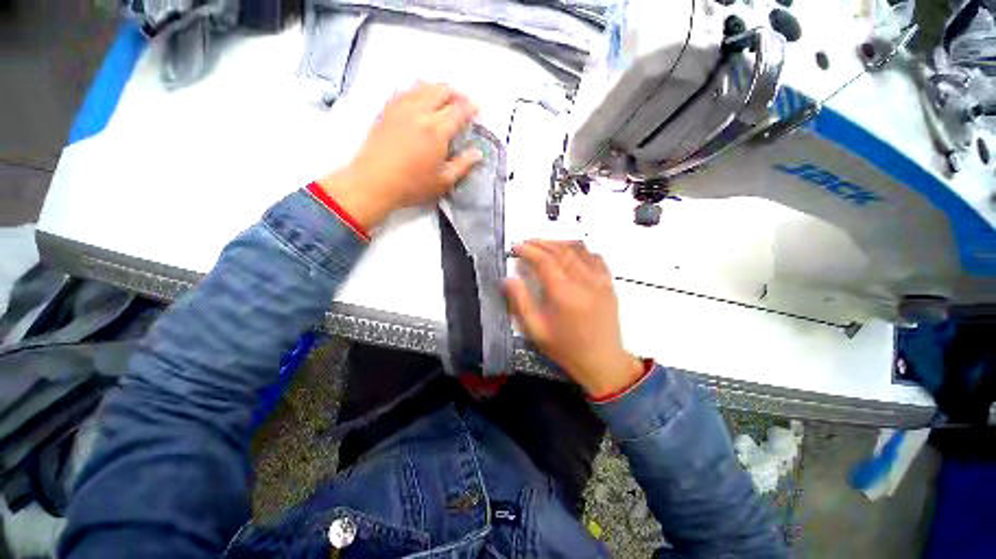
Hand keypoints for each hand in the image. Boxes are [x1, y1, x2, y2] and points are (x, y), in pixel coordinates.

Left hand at [317, 83, 481, 229]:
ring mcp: (401, 107)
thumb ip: (463, 165)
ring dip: (437, 88)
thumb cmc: (412, 185)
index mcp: (437, 130)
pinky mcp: (387, 110)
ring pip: (422, 86)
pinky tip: (418, 97)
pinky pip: (405, 91)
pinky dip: (417, 90)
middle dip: (456, 93)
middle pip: (441, 91)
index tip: (477, 108)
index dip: (471, 107)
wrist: (374, 181)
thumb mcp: (444, 181)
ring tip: (443, 97)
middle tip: (462, 101)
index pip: (459, 110)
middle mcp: (420, 111)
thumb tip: (478, 153)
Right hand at [504, 240, 644, 397]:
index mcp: (563, 292)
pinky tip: (571, 253)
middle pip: (561, 250)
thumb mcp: (536, 330)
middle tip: (526, 243)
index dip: (528, 250)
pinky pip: (595, 257)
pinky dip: (580, 250)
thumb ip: (520, 301)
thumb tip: (507, 278)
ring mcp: (600, 280)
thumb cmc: (566, 348)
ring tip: (545, 246)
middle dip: (541, 243)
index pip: (544, 260)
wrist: (603, 362)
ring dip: (559, 243)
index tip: (516, 247)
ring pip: (579, 249)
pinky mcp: (609, 283)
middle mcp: (583, 280)